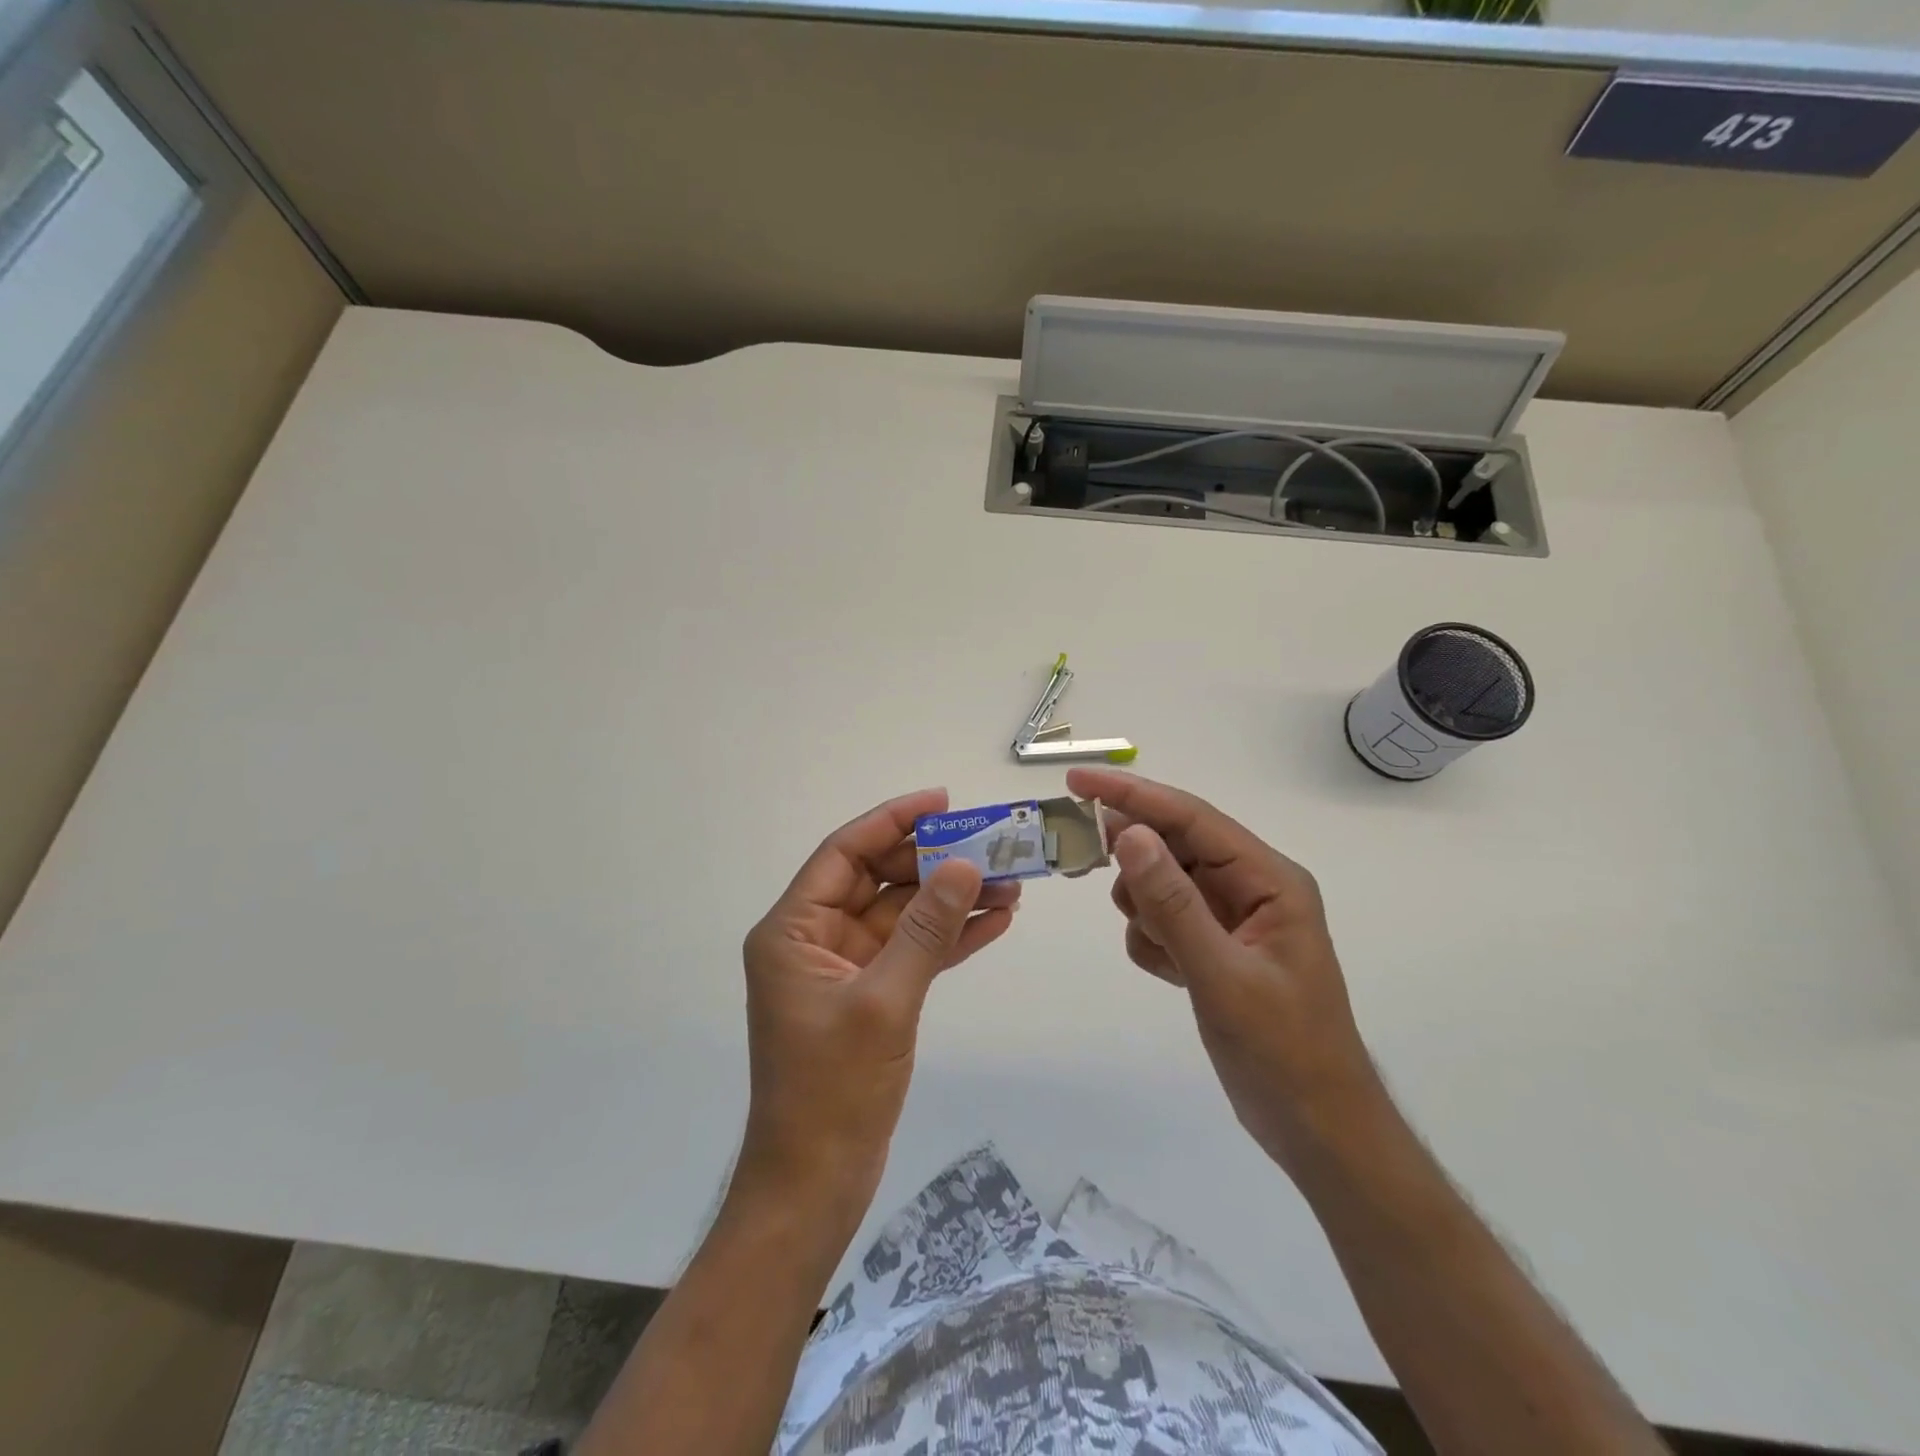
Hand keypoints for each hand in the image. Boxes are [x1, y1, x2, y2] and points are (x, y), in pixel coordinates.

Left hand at [736, 789, 1019, 1216]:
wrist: (816, 1185)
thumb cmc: (832, 1092)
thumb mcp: (883, 1002)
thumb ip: (925, 931)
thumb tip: (965, 867)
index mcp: (794, 930)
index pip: (844, 854)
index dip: (892, 821)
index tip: (942, 801)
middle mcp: (816, 939)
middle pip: (878, 880)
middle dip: (934, 863)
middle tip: (991, 845)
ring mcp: (846, 968)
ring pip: (903, 916)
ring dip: (951, 900)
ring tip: (1011, 883)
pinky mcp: (872, 996)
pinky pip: (913, 952)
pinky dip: (950, 938)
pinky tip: (995, 922)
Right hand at [1067, 766, 1386, 1173]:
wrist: (1316, 1129)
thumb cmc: (1283, 1052)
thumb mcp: (1222, 976)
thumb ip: (1173, 903)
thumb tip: (1129, 835)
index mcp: (1269, 879)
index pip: (1191, 819)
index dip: (1133, 795)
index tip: (1078, 780)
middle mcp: (1251, 887)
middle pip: (1173, 846)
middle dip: (1133, 858)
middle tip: (1084, 861)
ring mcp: (1232, 918)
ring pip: (1161, 883)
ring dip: (1145, 909)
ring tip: (1164, 952)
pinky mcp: (1215, 947)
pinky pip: (1163, 921)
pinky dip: (1153, 941)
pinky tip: (1171, 975)